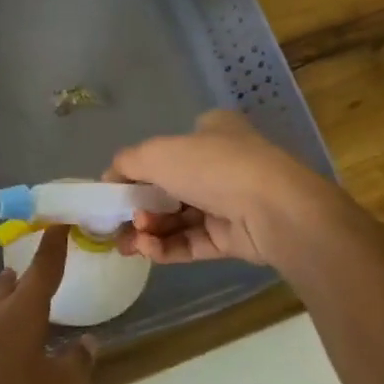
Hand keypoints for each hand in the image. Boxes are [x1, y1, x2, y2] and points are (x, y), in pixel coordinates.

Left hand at [0, 227, 93, 383]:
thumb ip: (78, 363)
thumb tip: (87, 341)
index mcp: (22, 313)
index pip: (43, 269)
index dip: (53, 246)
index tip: (58, 224)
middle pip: (9, 286)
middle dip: (24, 276)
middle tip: (36, 271)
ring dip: (4, 300)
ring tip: (15, 302)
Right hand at [108, 110, 329, 265]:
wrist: (273, 210)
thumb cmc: (212, 167)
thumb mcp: (157, 153)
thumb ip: (126, 164)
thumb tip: (109, 178)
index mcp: (211, 132)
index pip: (167, 149)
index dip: (138, 170)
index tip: (115, 191)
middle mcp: (221, 164)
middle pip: (168, 188)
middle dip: (139, 207)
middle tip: (117, 224)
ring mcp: (229, 202)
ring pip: (178, 218)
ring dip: (149, 230)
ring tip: (129, 243)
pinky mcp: (233, 237)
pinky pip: (192, 241)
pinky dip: (166, 246)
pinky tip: (147, 250)